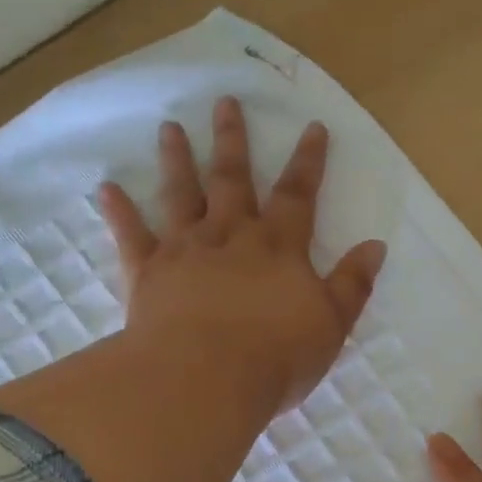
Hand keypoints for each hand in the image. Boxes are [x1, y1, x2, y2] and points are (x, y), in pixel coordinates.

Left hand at [97, 96, 386, 414]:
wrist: (205, 379)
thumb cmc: (276, 356)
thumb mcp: (331, 325)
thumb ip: (352, 284)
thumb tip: (375, 246)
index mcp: (279, 247)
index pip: (298, 195)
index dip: (308, 161)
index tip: (312, 127)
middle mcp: (231, 236)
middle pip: (233, 180)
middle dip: (233, 141)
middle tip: (224, 102)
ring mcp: (185, 250)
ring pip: (181, 195)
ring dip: (177, 160)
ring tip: (169, 128)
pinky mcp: (148, 273)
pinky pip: (131, 236)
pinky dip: (119, 212)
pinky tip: (106, 189)